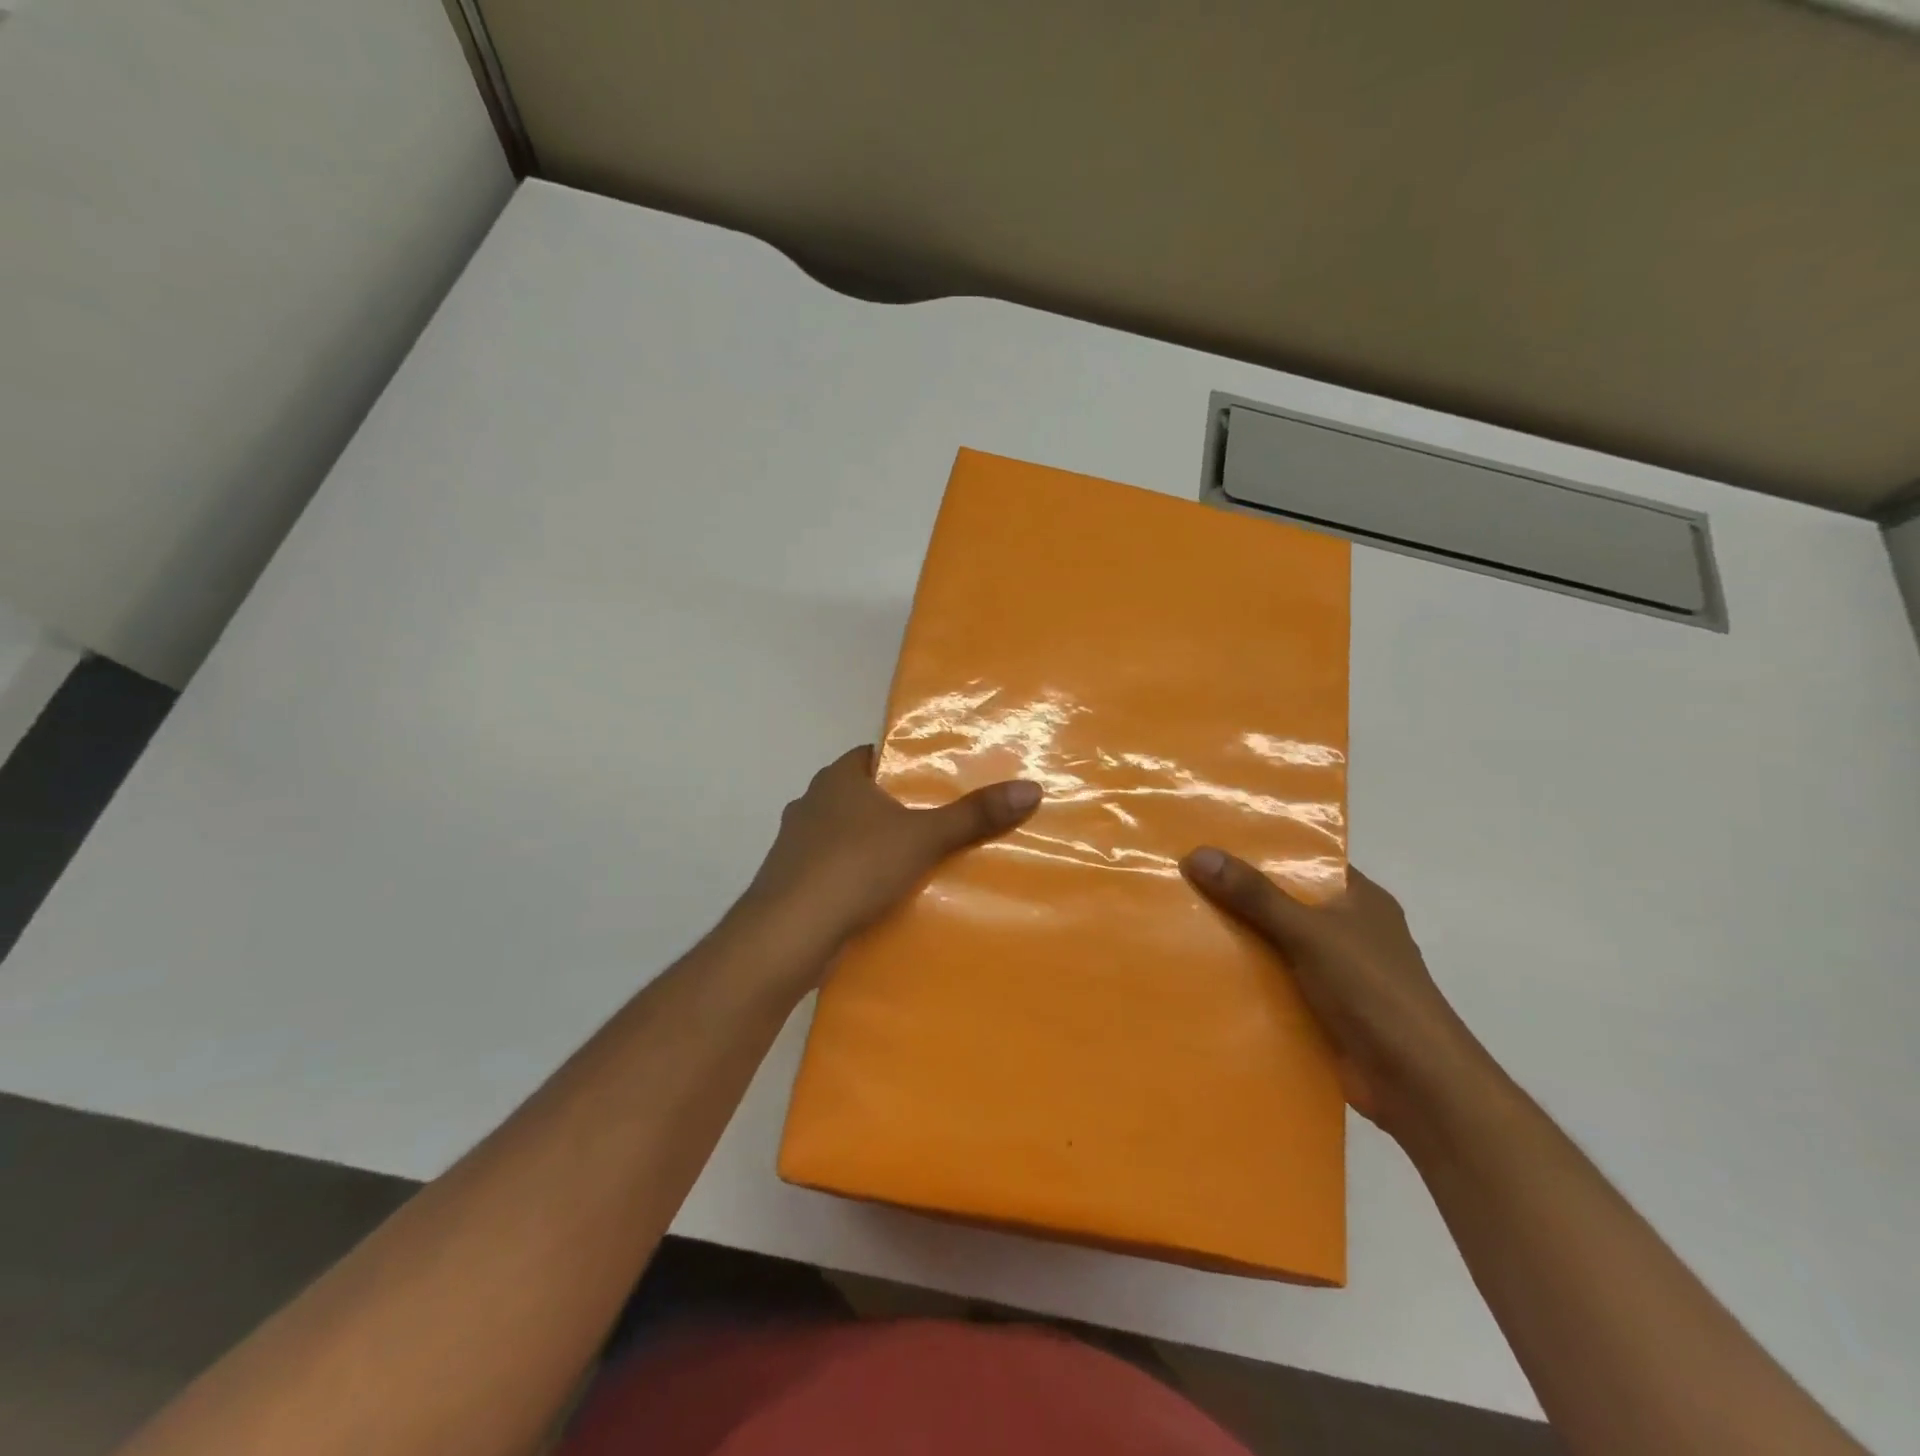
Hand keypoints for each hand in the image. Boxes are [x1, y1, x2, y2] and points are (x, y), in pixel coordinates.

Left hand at [740, 746, 1041, 966]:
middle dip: (895, 808)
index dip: (907, 765)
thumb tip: (1031, 788)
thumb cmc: (854, 867)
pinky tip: (880, 896)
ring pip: (845, 834)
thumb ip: (974, 815)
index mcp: (837, 778)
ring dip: (873, 845)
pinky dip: (855, 876)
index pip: (876, 756)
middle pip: (862, 796)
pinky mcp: (791, 882)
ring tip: (917, 861)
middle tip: (939, 822)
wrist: (786, 935)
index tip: (939, 781)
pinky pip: (833, 869)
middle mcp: (811, 802)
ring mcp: (795, 844)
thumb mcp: (924, 838)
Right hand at [1179, 849, 1488, 1134]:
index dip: (1260, 848)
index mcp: (1359, 899)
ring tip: (1176, 916)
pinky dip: (1244, 976)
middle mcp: (1346, 929)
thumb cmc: (1373, 990)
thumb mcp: (1310, 932)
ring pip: (1273, 942)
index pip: (1305, 859)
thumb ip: (1255, 895)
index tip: (1208, 838)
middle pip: (1282, 900)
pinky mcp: (1319, 1008)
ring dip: (1235, 937)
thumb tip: (1197, 854)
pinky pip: (1272, 980)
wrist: (1415, 1084)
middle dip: (1236, 893)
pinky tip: (1199, 968)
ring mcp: (1334, 971)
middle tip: (1179, 874)